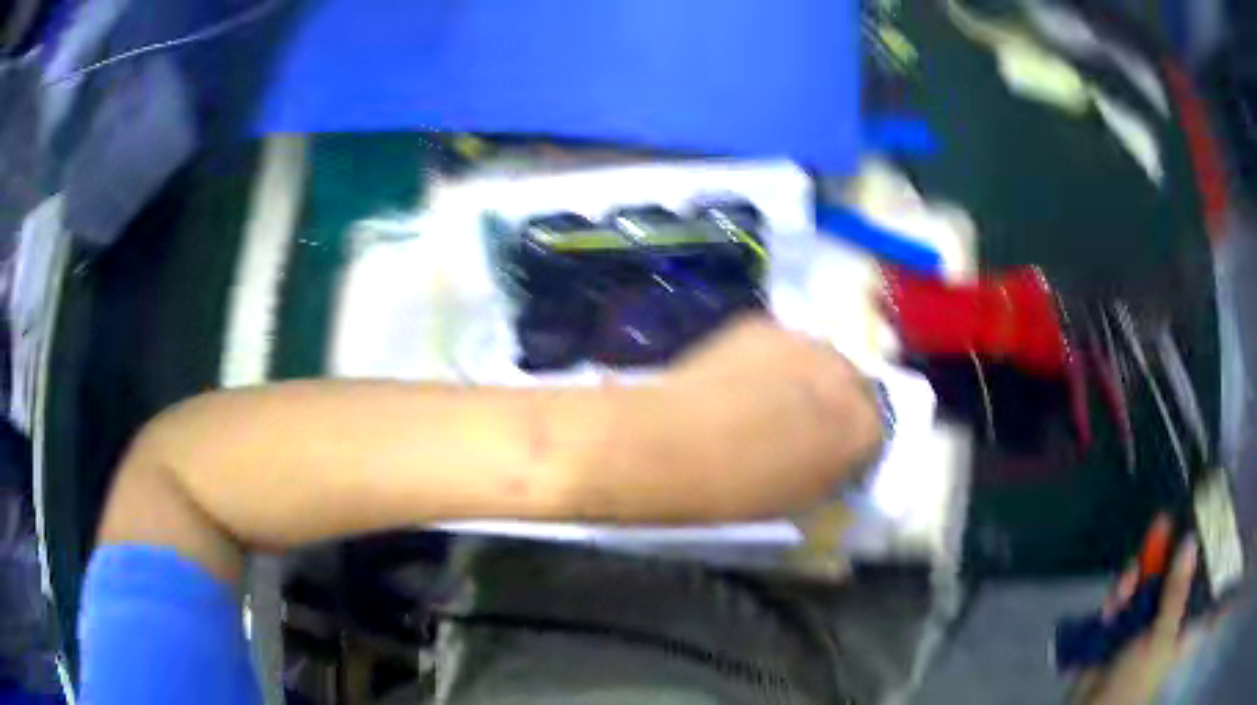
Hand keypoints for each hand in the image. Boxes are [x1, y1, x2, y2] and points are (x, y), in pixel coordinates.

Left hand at [646, 316, 884, 519]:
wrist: (674, 445)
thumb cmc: (740, 492)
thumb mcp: (802, 499)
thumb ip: (832, 471)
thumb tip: (832, 459)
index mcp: (865, 428)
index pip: (876, 431)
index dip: (851, 443)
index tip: (831, 453)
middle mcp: (848, 375)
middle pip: (853, 385)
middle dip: (835, 402)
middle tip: (802, 422)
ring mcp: (806, 341)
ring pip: (817, 358)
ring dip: (805, 375)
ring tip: (766, 396)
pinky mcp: (764, 323)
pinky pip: (778, 344)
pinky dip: (768, 360)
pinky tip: (737, 379)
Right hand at [1072, 516, 1201, 704]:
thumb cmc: (1137, 678)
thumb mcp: (1162, 634)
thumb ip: (1176, 591)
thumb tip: (1190, 540)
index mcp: (1174, 628)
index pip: (1185, 583)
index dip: (1184, 557)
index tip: (1183, 526)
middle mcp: (1157, 627)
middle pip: (1161, 583)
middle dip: (1156, 561)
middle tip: (1159, 526)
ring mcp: (1132, 633)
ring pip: (1137, 593)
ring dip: (1133, 580)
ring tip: (1132, 569)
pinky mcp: (1109, 637)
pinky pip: (1115, 609)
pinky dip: (1115, 599)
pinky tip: (1117, 591)